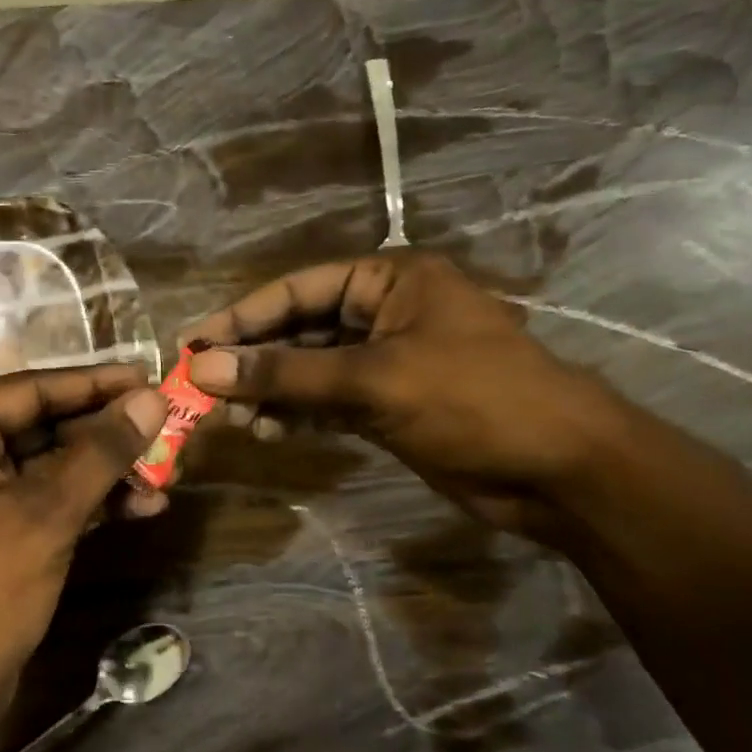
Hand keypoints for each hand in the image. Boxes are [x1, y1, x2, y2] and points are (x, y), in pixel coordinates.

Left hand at [0, 365, 165, 704]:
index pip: (29, 390)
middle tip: (167, 427)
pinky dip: (89, 501)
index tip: (149, 376)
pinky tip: (142, 507)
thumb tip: (153, 397)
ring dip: (106, 471)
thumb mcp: (48, 513)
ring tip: (167, 474)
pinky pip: (45, 497)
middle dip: (106, 434)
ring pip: (50, 464)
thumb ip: (101, 451)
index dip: (94, 384)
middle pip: (42, 425)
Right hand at [184, 253, 631, 539]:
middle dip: (252, 360)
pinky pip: (326, 400)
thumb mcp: (373, 380)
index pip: (296, 290)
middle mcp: (383, 312)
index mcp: (389, 281)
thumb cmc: (474, 400)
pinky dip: (296, 414)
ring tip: (232, 419)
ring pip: (308, 369)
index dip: (240, 319)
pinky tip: (266, 431)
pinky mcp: (388, 403)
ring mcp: (386, 360)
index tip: (191, 347)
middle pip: (298, 329)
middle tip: (202, 390)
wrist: (560, 470)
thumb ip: (286, 374)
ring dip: (269, 391)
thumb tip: (205, 369)